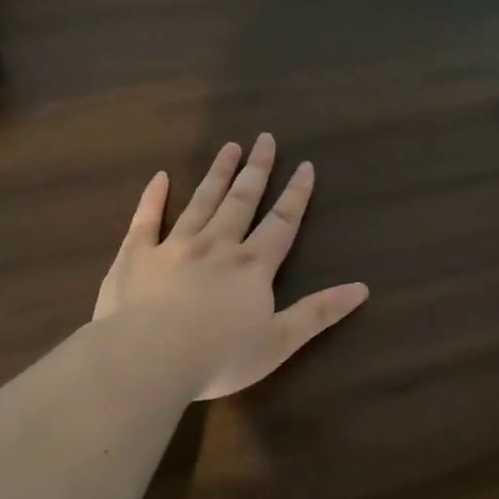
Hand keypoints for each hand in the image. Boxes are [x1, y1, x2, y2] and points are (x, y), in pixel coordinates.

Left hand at [93, 134, 369, 399]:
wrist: (148, 360)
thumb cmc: (219, 357)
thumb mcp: (280, 342)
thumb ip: (319, 312)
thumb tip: (362, 288)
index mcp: (252, 266)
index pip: (281, 223)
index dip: (296, 195)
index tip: (305, 166)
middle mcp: (216, 246)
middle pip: (241, 201)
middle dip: (256, 170)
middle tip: (265, 139)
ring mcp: (174, 247)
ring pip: (201, 202)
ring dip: (217, 174)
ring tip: (229, 148)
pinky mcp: (136, 256)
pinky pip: (146, 219)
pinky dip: (153, 197)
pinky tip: (161, 176)